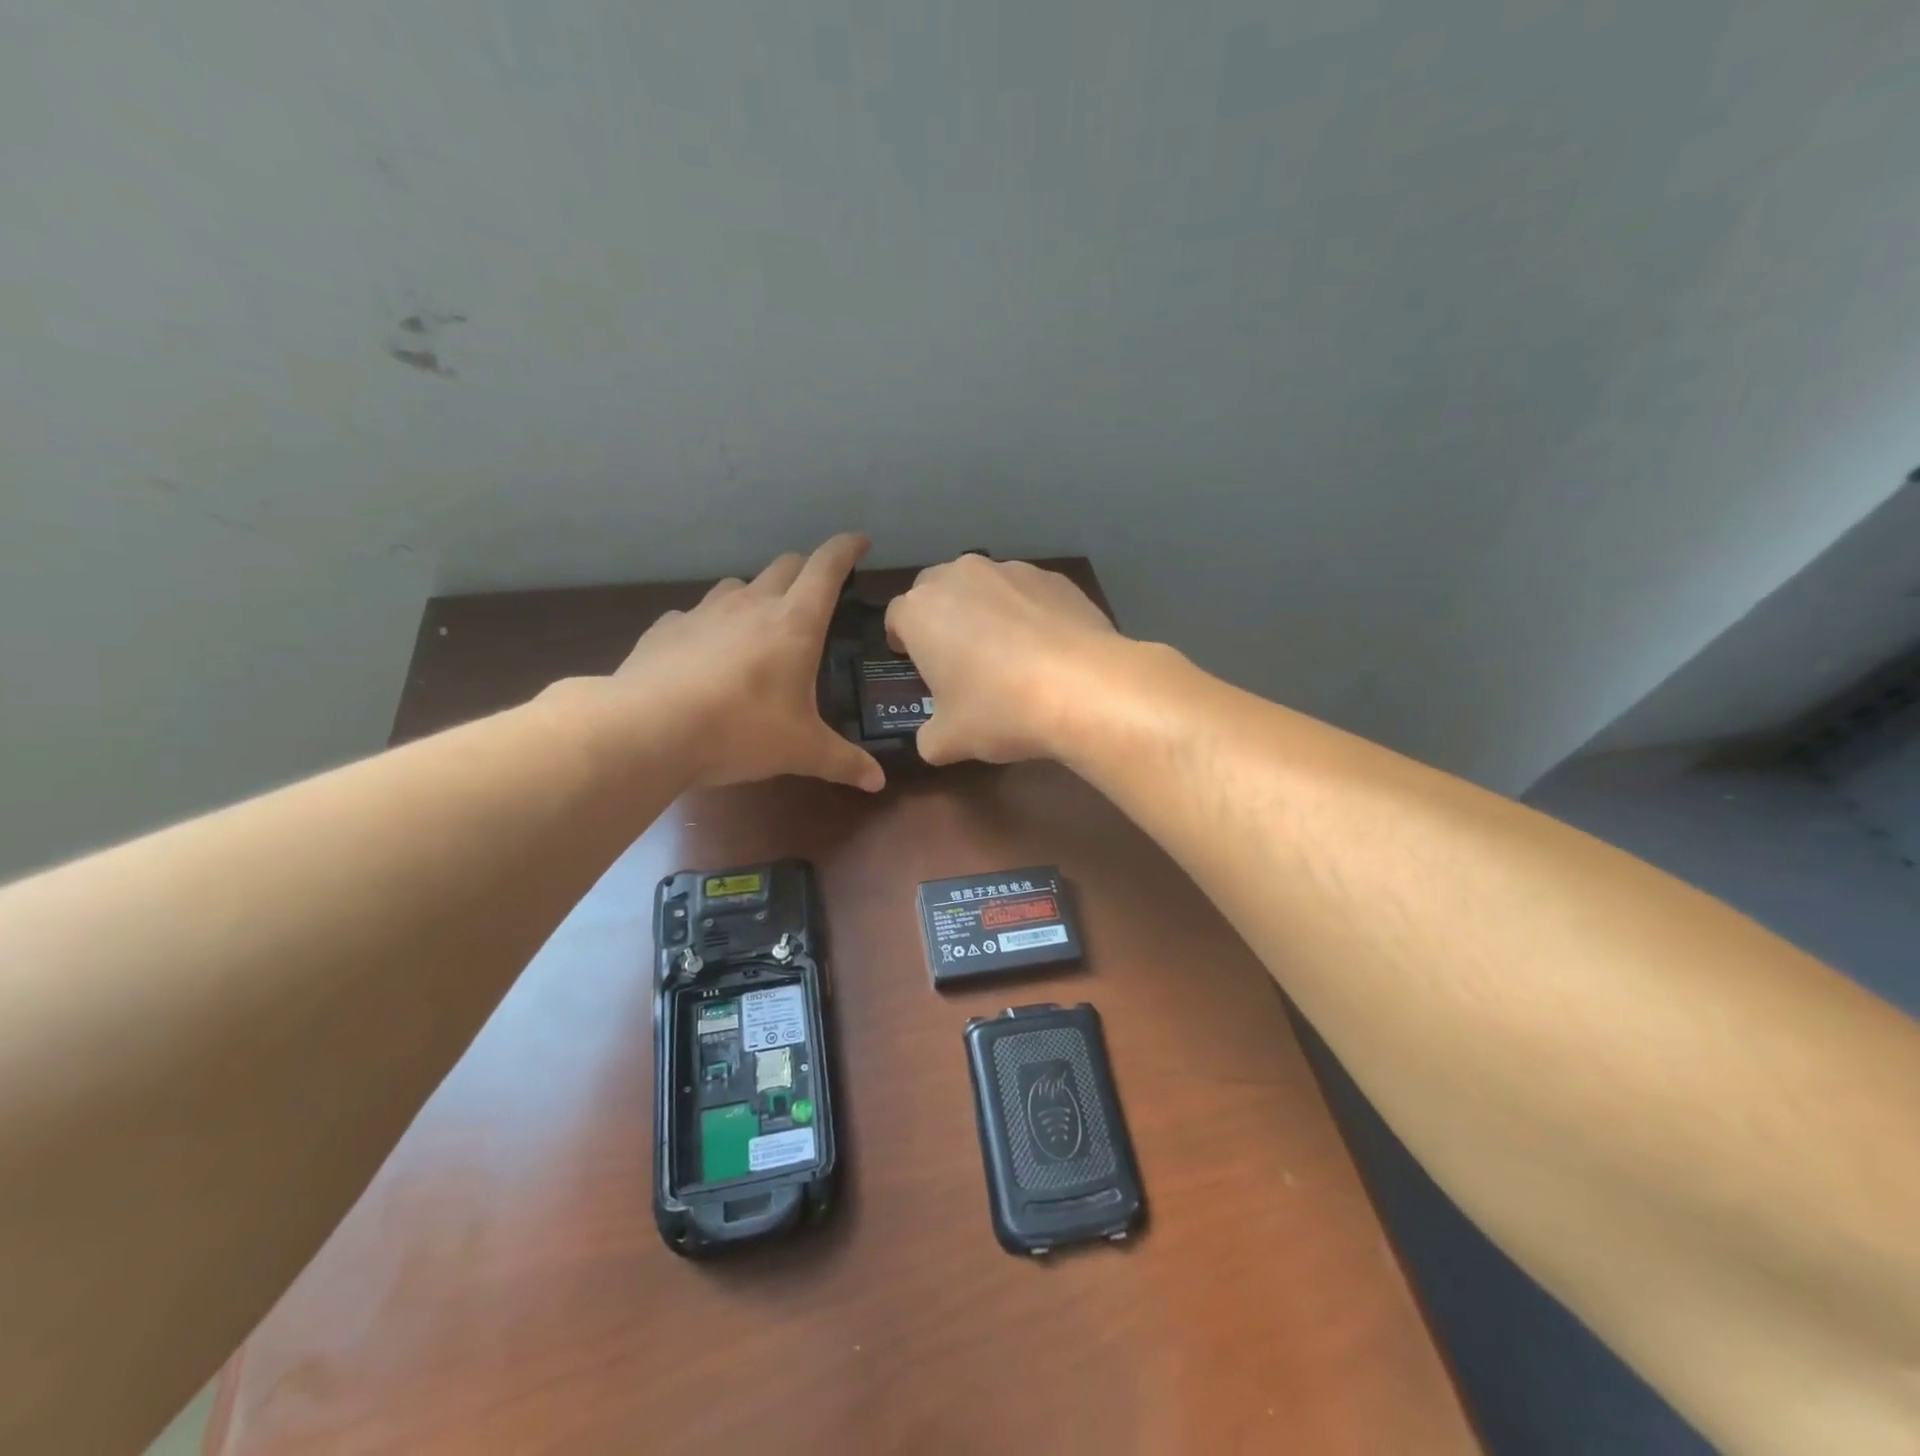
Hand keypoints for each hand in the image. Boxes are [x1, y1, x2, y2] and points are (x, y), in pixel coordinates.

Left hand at [607, 533, 884, 790]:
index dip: (847, 549)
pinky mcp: (667, 628)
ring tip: (758, 625)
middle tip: (815, 593)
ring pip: (738, 585)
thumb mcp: (801, 751)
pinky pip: (696, 615)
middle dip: (805, 571)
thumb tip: (878, 782)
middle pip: (785, 566)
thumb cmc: (741, 730)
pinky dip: (709, 626)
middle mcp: (752, 604)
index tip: (860, 542)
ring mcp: (705, 612)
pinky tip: (705, 655)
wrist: (649, 728)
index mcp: (795, 623)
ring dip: (756, 595)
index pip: (827, 567)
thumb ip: (843, 762)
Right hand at [885, 555, 1122, 764]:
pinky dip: (1027, 612)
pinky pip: (1027, 593)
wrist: (1083, 688)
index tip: (914, 662)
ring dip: (984, 610)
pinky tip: (1045, 649)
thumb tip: (932, 738)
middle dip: (939, 616)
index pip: (896, 616)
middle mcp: (960, 576)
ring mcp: (1011, 571)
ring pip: (984, 586)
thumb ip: (928, 736)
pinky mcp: (1054, 578)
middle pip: (936, 590)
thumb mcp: (948, 741)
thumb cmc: (999, 710)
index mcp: (921, 611)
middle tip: (955, 655)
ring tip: (1007, 651)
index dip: (902, 640)